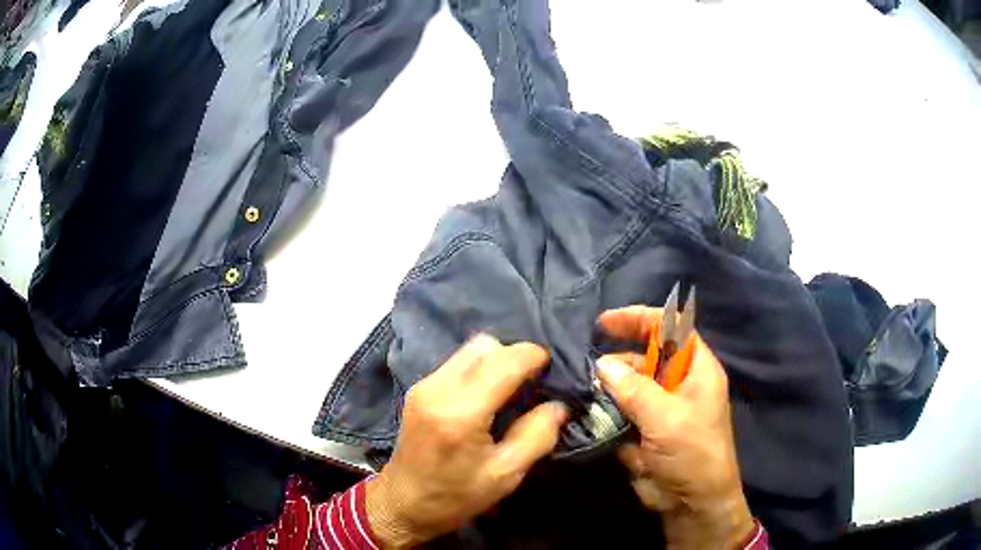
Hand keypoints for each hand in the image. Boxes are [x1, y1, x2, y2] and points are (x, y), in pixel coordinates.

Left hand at [366, 335, 568, 547]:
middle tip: (532, 383)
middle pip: (485, 346)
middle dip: (514, 356)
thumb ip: (537, 436)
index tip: (552, 368)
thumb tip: (558, 405)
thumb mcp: (505, 475)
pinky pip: (457, 363)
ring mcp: (424, 385)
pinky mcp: (418, 389)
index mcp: (461, 412)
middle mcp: (438, 388)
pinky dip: (478, 369)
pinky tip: (487, 396)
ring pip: (469, 350)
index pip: (504, 362)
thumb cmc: (455, 496)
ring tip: (511, 389)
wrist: (403, 504)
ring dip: (496, 361)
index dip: (534, 356)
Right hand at [596, 306, 754, 549]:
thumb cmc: (692, 453)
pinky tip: (584, 409)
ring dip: (607, 385)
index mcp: (696, 370)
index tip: (606, 322)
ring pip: (629, 384)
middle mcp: (678, 383)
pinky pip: (620, 409)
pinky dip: (603, 409)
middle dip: (618, 355)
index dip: (641, 319)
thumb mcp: (666, 418)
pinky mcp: (643, 428)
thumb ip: (634, 389)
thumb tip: (602, 364)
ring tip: (582, 388)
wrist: (690, 503)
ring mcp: (659, 407)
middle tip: (586, 362)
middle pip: (646, 355)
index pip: (672, 329)